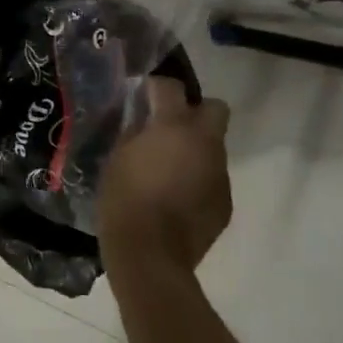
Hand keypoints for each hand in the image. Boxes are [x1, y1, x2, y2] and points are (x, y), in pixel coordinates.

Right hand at [98, 77, 232, 275]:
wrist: (150, 254)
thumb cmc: (124, 199)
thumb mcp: (117, 157)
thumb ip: (134, 132)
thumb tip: (142, 120)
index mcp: (174, 127)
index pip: (172, 87)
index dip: (156, 87)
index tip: (143, 96)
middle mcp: (205, 143)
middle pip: (215, 108)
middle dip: (195, 111)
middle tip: (169, 127)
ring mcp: (220, 173)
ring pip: (214, 146)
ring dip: (195, 149)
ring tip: (169, 169)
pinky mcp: (225, 201)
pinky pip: (212, 178)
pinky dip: (198, 179)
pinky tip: (176, 197)